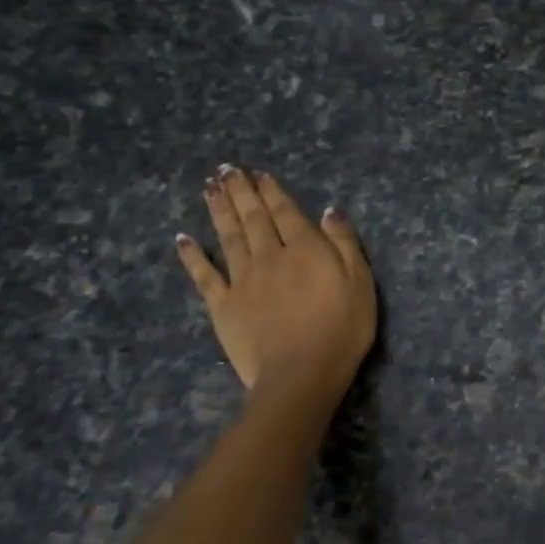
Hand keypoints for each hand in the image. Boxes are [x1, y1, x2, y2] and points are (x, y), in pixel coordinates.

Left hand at [175, 166, 376, 399]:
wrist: (301, 374)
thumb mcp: (361, 283)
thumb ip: (345, 244)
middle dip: (240, 192)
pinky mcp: (223, 306)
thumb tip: (329, 211)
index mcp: (305, 249)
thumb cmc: (342, 329)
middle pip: (253, 218)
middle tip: (226, 169)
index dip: (272, 191)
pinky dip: (192, 256)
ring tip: (209, 188)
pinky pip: (204, 276)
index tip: (258, 173)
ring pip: (228, 237)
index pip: (285, 211)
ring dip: (219, 211)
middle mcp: (269, 256)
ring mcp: (242, 280)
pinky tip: (183, 239)